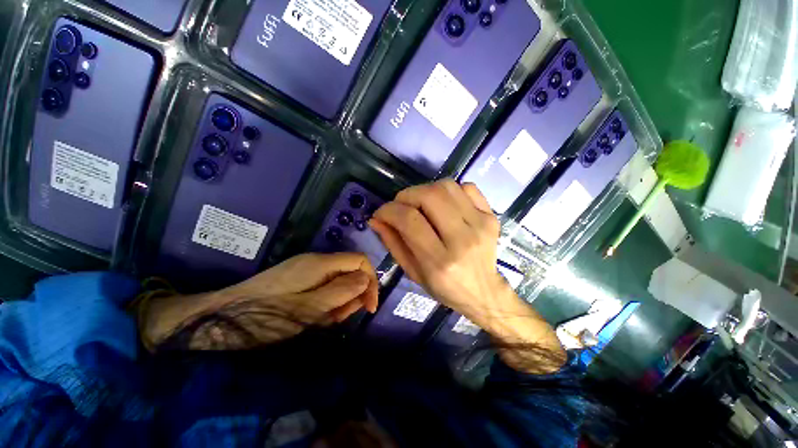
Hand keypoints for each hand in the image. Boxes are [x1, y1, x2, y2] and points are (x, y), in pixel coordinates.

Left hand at [140, 253, 378, 349]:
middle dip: (354, 295)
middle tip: (340, 319)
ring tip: (325, 320)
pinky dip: (326, 302)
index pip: (360, 261)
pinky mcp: (299, 279)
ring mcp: (307, 270)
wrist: (220, 317)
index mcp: (320, 264)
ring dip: (339, 302)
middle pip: (350, 272)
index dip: (371, 280)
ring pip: (338, 281)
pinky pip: (324, 287)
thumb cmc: (265, 316)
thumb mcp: (308, 309)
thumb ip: (340, 292)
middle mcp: (317, 261)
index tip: (369, 307)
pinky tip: (315, 316)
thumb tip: (366, 279)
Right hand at [369, 179, 505, 320]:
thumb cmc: (444, 288)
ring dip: (425, 190)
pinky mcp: (491, 217)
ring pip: (446, 187)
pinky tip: (444, 204)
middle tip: (400, 205)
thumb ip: (393, 243)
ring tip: (420, 204)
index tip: (381, 213)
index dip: (389, 210)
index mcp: (439, 262)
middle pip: (429, 196)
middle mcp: (462, 240)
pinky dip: (450, 190)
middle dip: (406, 195)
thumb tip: (376, 219)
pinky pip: (468, 187)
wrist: (483, 292)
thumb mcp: (412, 272)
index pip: (409, 220)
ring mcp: (481, 225)